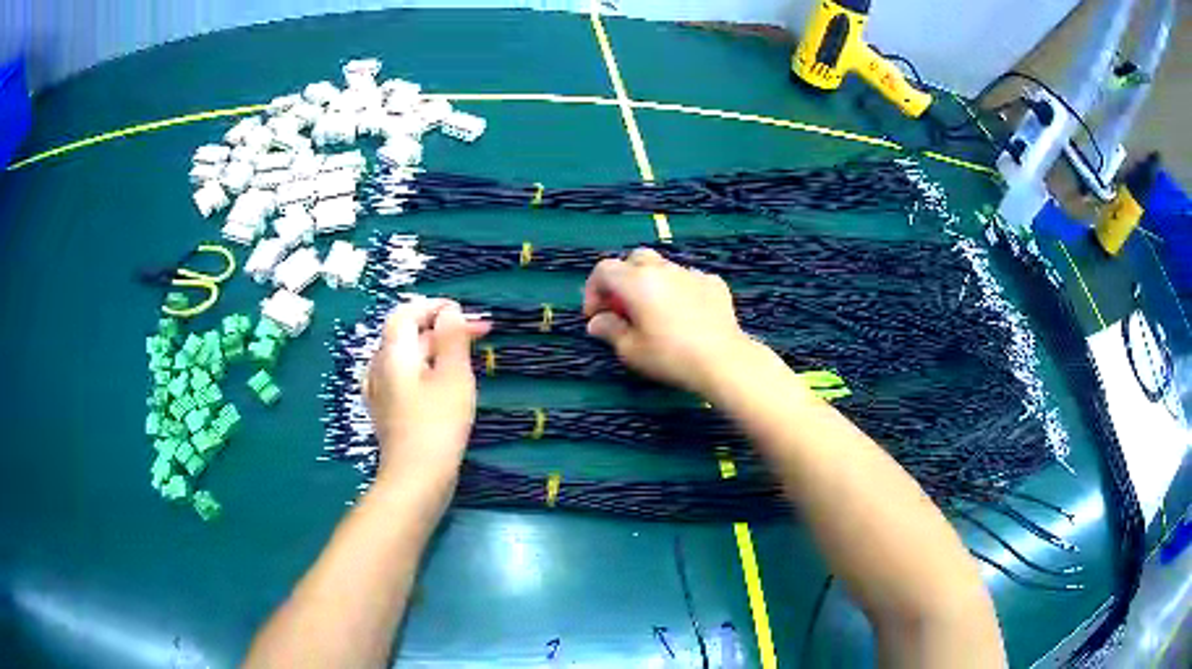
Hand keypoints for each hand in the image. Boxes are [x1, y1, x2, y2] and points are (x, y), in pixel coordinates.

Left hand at [364, 299, 490, 487]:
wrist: (416, 478)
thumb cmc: (438, 424)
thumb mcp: (453, 375)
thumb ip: (451, 338)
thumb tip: (449, 312)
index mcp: (393, 353)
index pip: (406, 313)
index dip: (433, 306)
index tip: (464, 313)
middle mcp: (380, 367)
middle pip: (406, 334)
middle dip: (441, 328)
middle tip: (478, 334)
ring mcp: (380, 392)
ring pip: (406, 357)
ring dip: (434, 349)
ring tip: (463, 356)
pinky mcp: (386, 412)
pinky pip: (403, 378)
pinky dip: (424, 370)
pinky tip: (439, 382)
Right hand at [583, 248, 754, 394]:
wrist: (723, 359)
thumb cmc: (670, 356)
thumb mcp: (631, 350)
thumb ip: (610, 330)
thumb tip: (597, 322)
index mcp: (636, 281)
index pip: (604, 269)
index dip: (593, 290)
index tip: (595, 315)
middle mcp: (662, 269)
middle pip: (634, 260)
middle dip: (623, 280)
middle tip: (623, 308)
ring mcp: (690, 273)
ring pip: (663, 267)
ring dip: (652, 283)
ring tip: (654, 311)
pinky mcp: (713, 283)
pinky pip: (688, 279)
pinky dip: (679, 290)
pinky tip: (685, 314)